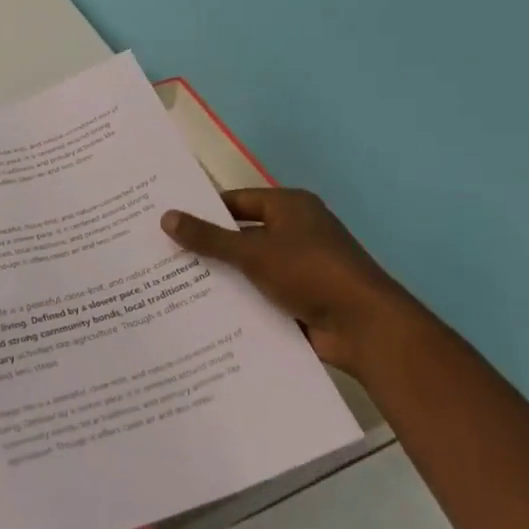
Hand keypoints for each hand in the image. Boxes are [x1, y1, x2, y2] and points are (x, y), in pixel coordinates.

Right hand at [161, 189, 420, 377]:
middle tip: (163, 255)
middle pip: (241, 235)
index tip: (168, 223)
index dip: (203, 211)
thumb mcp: (253, 251)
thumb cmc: (310, 272)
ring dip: (222, 278)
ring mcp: (301, 268)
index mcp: (290, 207)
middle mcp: (296, 232)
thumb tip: (166, 217)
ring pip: (249, 268)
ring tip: (173, 286)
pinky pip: (262, 294)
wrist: (366, 327)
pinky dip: (240, 301)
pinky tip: (205, 313)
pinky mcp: (302, 299)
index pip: (236, 201)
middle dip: (207, 248)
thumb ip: (208, 237)